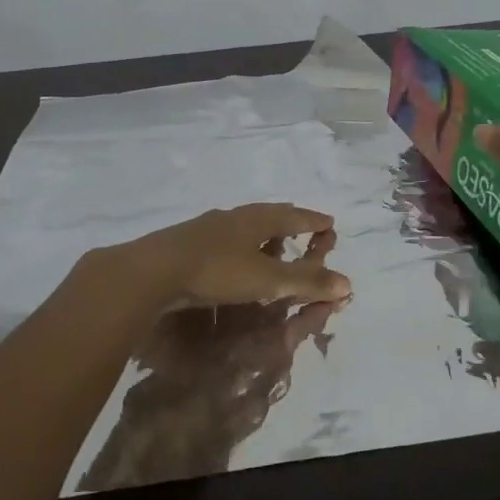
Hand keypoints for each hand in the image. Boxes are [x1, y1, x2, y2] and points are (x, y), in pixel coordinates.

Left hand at [103, 204, 351, 313]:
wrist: (152, 272)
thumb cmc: (216, 271)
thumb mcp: (266, 279)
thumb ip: (305, 281)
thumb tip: (347, 284)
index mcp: (255, 219)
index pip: (293, 216)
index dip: (313, 221)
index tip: (329, 222)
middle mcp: (232, 217)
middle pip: (267, 215)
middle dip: (287, 221)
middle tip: (301, 226)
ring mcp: (206, 228)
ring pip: (242, 226)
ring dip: (260, 234)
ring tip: (269, 245)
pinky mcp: (186, 244)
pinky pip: (223, 240)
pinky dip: (238, 247)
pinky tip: (232, 260)